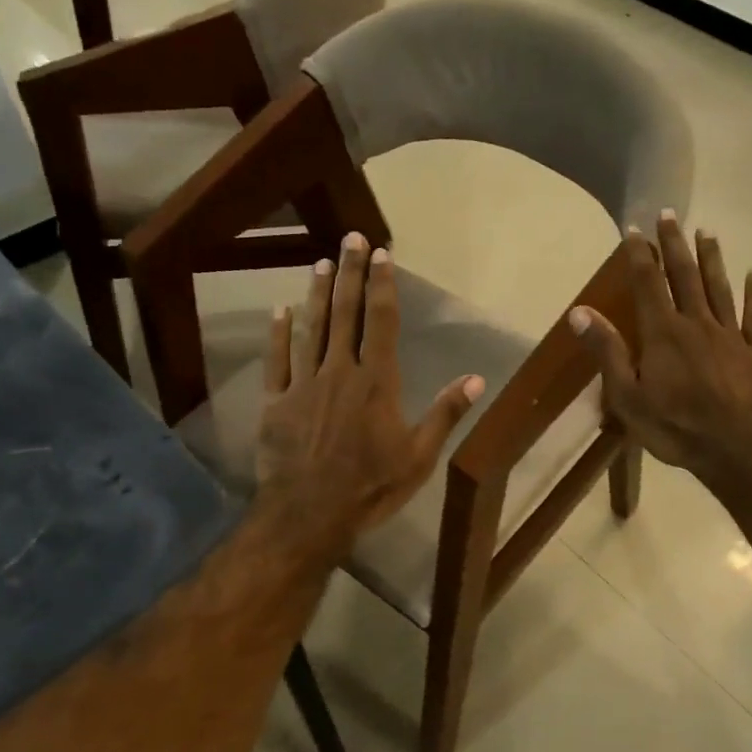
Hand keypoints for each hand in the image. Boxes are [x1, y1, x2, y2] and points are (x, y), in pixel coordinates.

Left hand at [255, 234, 484, 556]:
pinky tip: (279, 311)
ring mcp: (304, 384)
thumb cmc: (371, 486)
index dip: (382, 286)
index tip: (381, 254)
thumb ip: (445, 414)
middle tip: (349, 238)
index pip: (381, 322)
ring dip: (315, 294)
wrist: (310, 513)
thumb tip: (475, 379)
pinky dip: (278, 334)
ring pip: (310, 329)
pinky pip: (277, 360)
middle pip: (344, 313)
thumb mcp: (419, 456)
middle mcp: (340, 371)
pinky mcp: (276, 402)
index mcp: (376, 382)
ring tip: (320, 263)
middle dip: (349, 274)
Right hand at [569, 212, 751, 488]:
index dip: (639, 255)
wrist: (735, 448)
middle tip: (670, 215)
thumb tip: (579, 312)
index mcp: (663, 333)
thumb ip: (607, 351)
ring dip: (712, 259)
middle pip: (685, 276)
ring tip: (707, 232)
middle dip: (675, 245)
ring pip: (719, 288)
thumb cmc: (674, 426)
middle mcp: (696, 323)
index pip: (647, 284)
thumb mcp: (627, 396)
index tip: (633, 229)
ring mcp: (728, 336)